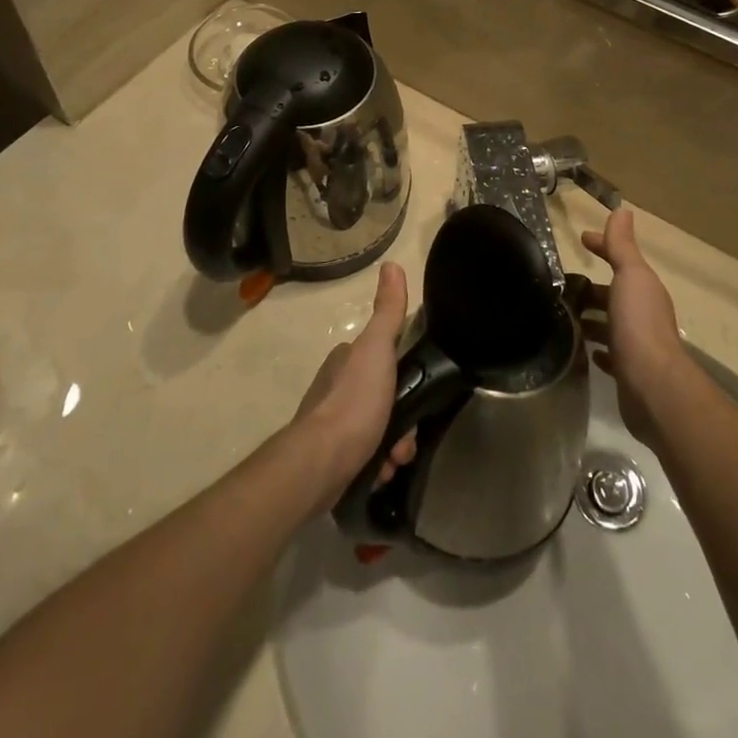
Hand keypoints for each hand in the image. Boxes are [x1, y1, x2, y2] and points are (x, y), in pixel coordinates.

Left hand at [294, 262, 415, 505]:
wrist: (321, 463)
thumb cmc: (354, 401)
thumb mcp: (377, 349)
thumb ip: (388, 311)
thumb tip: (392, 264)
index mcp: (345, 360)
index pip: (383, 360)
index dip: (404, 377)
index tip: (417, 393)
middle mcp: (336, 388)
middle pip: (384, 399)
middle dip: (402, 421)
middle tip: (406, 438)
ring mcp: (331, 425)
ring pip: (378, 431)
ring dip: (393, 447)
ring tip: (393, 460)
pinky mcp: (331, 459)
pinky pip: (365, 458)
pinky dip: (377, 466)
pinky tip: (380, 473)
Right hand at [578, 209, 690, 452]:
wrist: (653, 386)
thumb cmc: (639, 323)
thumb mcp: (630, 275)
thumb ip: (622, 245)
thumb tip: (622, 209)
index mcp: (644, 288)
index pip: (621, 259)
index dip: (603, 246)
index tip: (582, 239)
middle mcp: (644, 313)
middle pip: (616, 293)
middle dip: (593, 287)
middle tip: (563, 284)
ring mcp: (637, 344)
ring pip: (612, 323)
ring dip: (594, 317)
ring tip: (565, 315)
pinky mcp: (629, 372)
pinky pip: (611, 354)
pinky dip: (599, 348)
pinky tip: (586, 350)